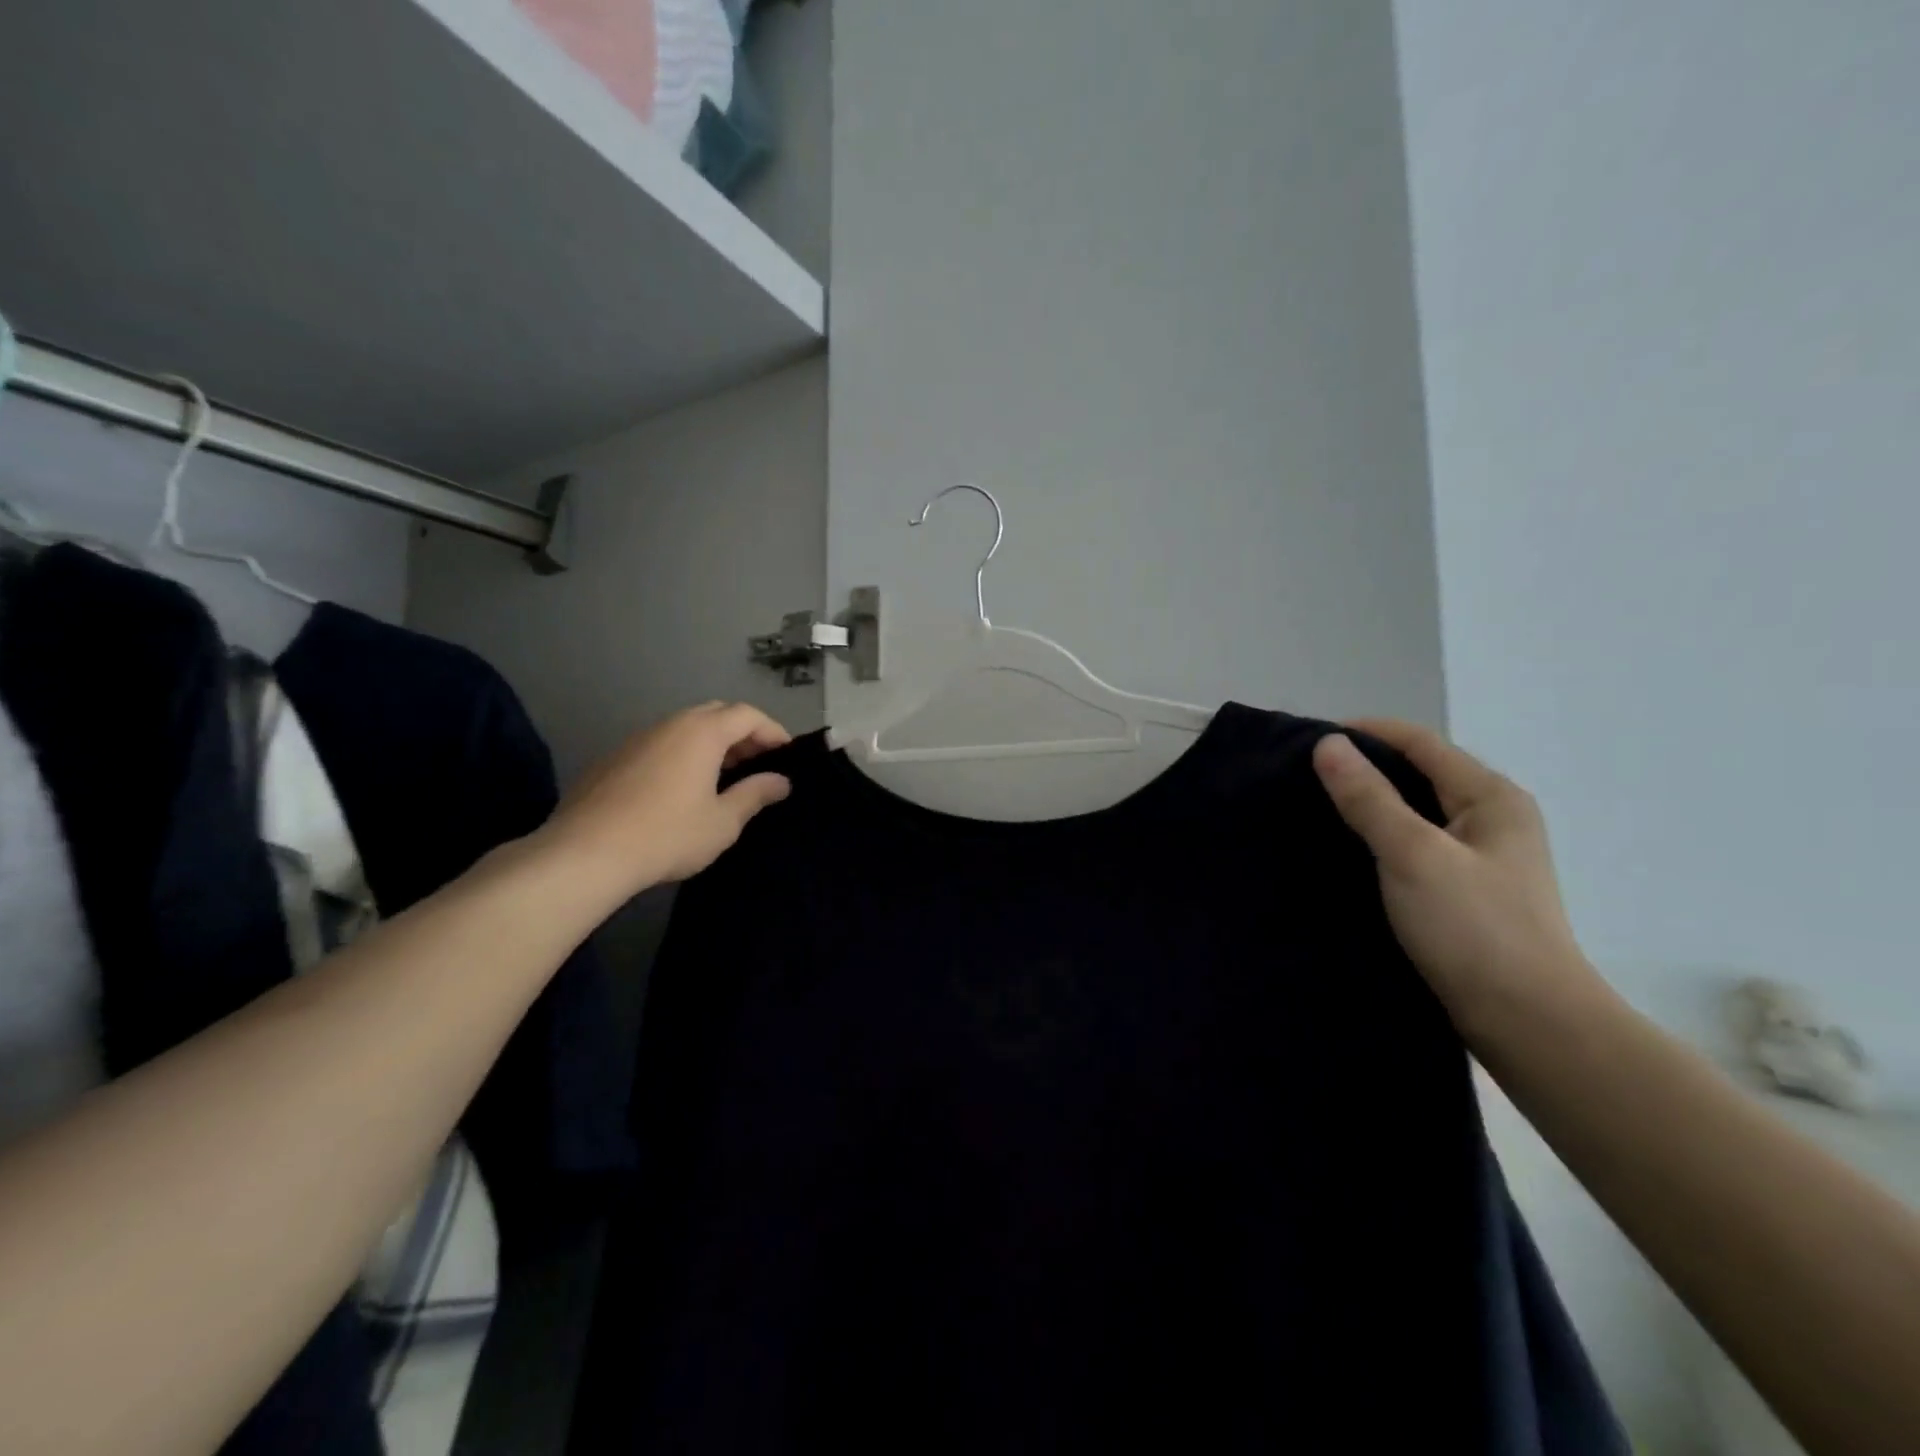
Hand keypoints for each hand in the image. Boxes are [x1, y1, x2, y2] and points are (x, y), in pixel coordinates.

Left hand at [545, 701, 792, 895]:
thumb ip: (755, 795)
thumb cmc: (667, 835)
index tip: (786, 755)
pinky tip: (680, 789)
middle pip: (716, 713)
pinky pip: (660, 744)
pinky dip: (682, 755)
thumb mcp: (723, 821)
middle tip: (757, 763)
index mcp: (702, 732)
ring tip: (723, 777)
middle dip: (742, 733)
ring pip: (684, 727)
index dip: (772, 731)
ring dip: (711, 743)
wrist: (585, 853)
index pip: (748, 715)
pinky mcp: (614, 758)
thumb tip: (781, 781)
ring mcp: (638, 738)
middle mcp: (670, 725)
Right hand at [1311, 720, 1607, 1038]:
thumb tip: (1328, 744)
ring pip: (1415, 811)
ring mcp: (1482, 857)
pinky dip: (1379, 838)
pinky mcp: (1466, 891)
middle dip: (1363, 768)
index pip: (1420, 742)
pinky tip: (1347, 851)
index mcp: (1491, 797)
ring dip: (1369, 804)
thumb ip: (1369, 797)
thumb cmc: (1474, 929)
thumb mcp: (1413, 854)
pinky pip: (1415, 845)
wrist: (1529, 1024)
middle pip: (1418, 773)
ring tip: (1315, 810)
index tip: (1307, 741)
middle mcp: (1492, 818)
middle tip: (1302, 777)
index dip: (1364, 733)